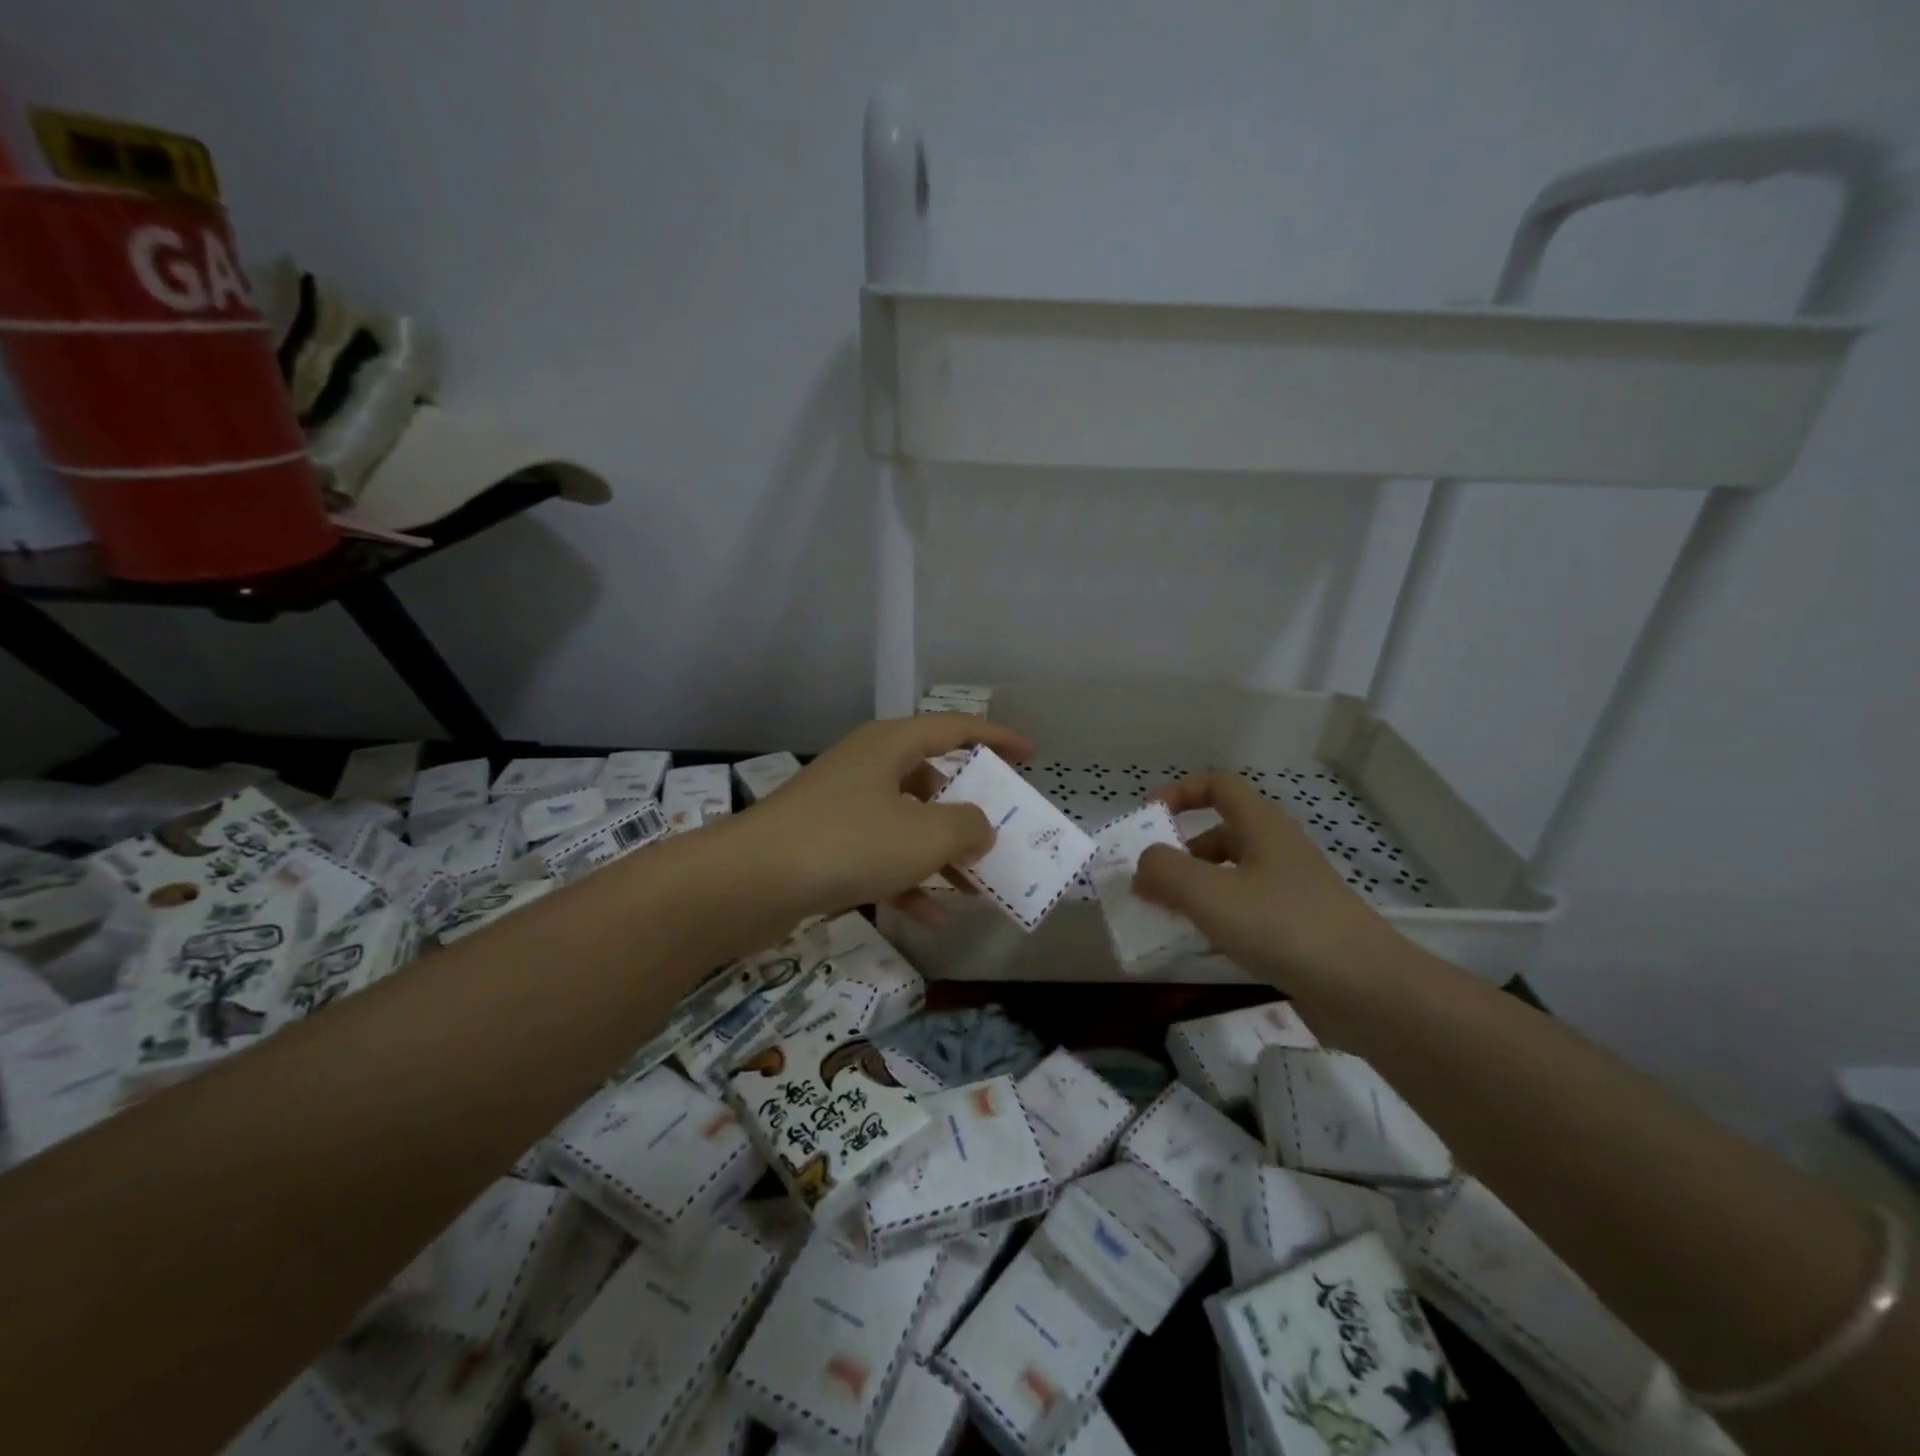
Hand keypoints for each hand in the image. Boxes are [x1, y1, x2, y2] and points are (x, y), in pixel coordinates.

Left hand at [734, 715, 1033, 924]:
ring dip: (941, 854)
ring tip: (976, 887)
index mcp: (891, 746)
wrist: (750, 881)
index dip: (997, 738)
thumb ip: (969, 827)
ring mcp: (842, 806)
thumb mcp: (926, 834)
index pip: (955, 728)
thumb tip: (980, 827)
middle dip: (968, 810)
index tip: (1029, 754)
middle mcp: (867, 767)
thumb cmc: (848, 843)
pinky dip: (906, 880)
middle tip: (999, 833)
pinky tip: (929, 917)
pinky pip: (879, 856)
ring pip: (907, 823)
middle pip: (931, 779)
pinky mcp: (824, 844)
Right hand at [1133, 772, 1398, 991]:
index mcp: (1262, 827)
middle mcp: (1277, 852)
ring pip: (1230, 879)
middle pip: (1220, 836)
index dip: (1181, 792)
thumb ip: (1165, 872)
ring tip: (1165, 919)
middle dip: (1180, 854)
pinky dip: (1217, 924)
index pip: (1219, 786)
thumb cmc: (1284, 927)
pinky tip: (1201, 950)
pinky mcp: (1297, 931)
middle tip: (1149, 883)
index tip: (1150, 818)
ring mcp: (1290, 893)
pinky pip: (1245, 914)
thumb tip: (1144, 866)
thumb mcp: (1210, 894)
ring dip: (1195, 892)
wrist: (1368, 992)